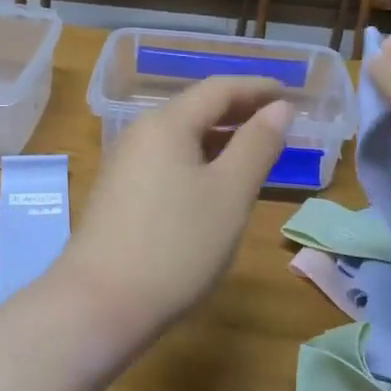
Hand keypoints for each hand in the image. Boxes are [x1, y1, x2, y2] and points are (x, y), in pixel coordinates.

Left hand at [48, 76, 294, 346]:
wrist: (100, 303)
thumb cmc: (176, 245)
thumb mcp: (230, 194)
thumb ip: (257, 145)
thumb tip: (279, 107)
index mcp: (167, 124)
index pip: (218, 89)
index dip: (257, 88)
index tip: (290, 94)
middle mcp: (140, 134)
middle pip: (195, 109)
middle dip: (239, 111)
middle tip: (278, 122)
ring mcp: (124, 165)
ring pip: (180, 137)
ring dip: (219, 138)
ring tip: (254, 152)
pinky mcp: (118, 194)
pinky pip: (166, 161)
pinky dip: (198, 161)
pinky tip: (213, 185)